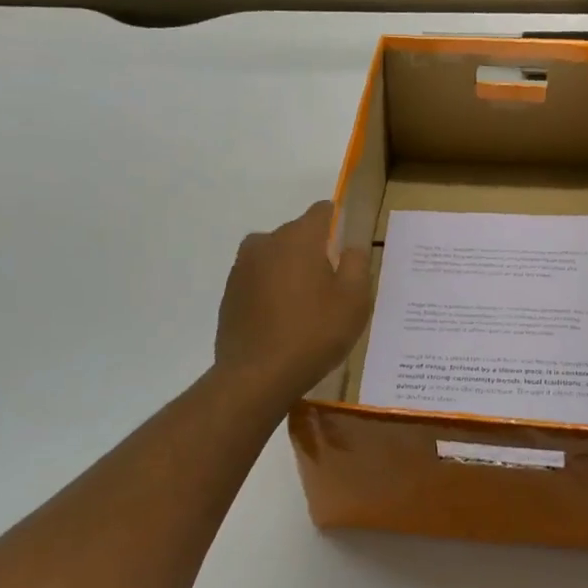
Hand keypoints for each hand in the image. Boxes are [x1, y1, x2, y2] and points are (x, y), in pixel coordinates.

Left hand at [215, 201, 372, 403]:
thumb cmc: (314, 333)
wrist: (256, 376)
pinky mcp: (230, 292)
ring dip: (291, 272)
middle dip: (315, 252)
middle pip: (298, 235)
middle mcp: (266, 242)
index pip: (323, 211)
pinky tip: (282, 321)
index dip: (339, 225)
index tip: (347, 251)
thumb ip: (357, 262)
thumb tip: (352, 245)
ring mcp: (242, 267)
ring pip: (276, 257)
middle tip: (331, 289)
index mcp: (298, 237)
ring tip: (305, 308)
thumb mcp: (354, 299)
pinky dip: (271, 291)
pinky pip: (258, 280)